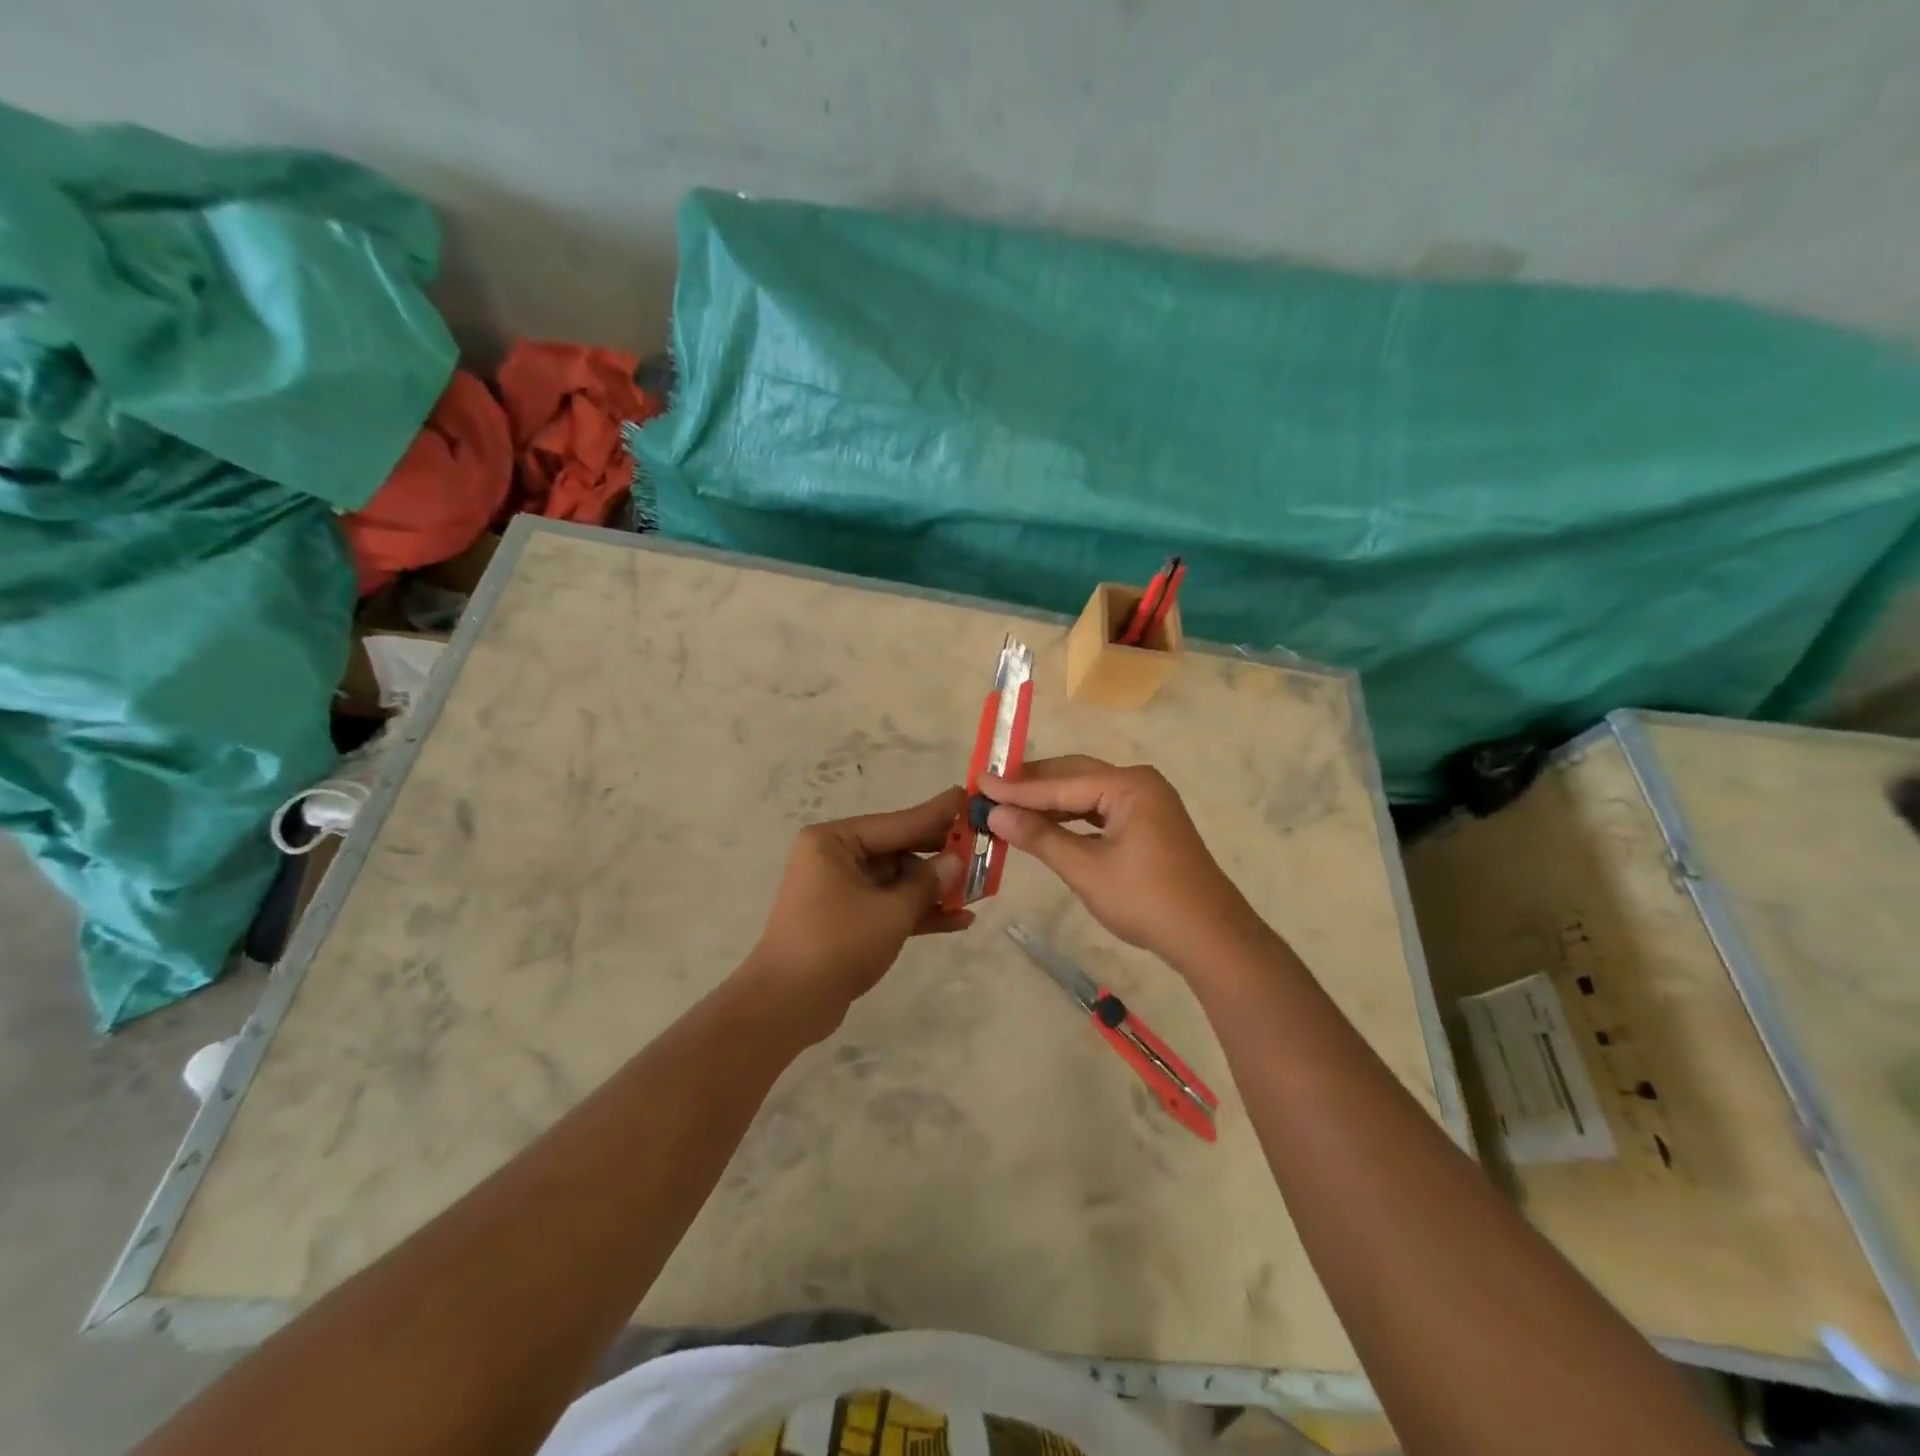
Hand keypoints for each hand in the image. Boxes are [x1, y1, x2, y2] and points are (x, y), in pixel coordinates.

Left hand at [744, 787, 971, 1034]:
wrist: (787, 1005)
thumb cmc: (836, 945)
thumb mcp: (890, 912)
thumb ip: (927, 883)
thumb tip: (955, 860)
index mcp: (834, 841)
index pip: (897, 823)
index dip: (936, 814)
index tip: (967, 797)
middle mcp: (835, 857)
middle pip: (898, 849)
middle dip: (939, 857)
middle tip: (981, 848)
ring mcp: (840, 888)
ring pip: (897, 880)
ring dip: (933, 889)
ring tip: (979, 891)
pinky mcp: (847, 918)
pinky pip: (888, 905)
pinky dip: (917, 911)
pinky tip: (958, 920)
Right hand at [979, 756, 1262, 964]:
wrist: (1210, 938)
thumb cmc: (1146, 900)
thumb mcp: (1086, 869)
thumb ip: (1039, 837)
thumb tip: (995, 814)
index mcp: (1129, 785)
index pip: (1060, 784)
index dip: (1016, 787)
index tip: (978, 783)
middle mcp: (1139, 783)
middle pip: (1074, 777)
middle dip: (1031, 786)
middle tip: (989, 790)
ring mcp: (1147, 803)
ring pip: (1087, 794)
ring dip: (1050, 802)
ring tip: (1009, 806)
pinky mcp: (1148, 824)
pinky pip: (1100, 810)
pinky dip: (1071, 817)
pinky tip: (1046, 824)